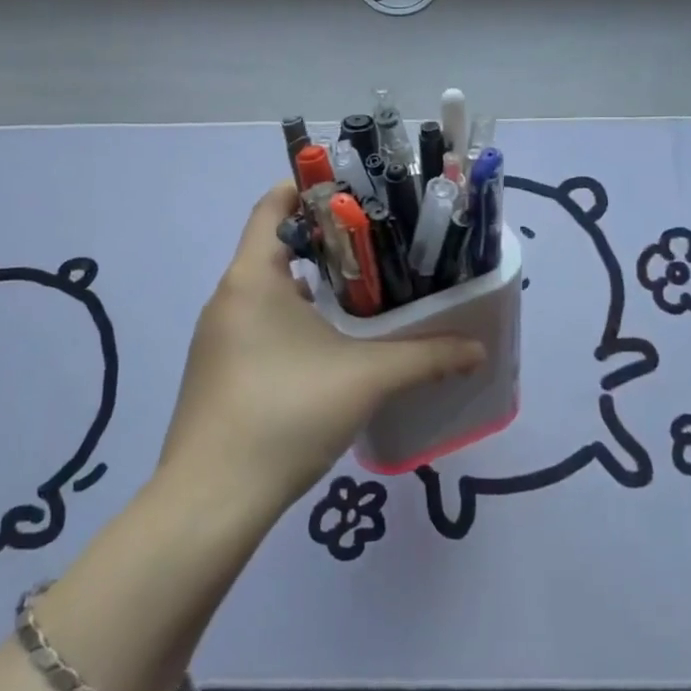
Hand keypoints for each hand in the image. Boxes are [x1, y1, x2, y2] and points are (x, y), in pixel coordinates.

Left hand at [157, 183, 484, 517]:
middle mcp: (228, 297)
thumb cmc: (285, 414)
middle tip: (378, 243)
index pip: (272, 206)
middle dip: (325, 240)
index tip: (353, 190)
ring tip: (364, 291)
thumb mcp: (365, 379)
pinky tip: (330, 346)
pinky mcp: (218, 371)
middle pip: (274, 245)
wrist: (211, 501)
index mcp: (252, 277)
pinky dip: (294, 319)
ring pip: (268, 289)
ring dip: (311, 284)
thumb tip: (478, 349)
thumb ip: (426, 358)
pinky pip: (259, 323)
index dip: (308, 188)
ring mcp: (218, 337)